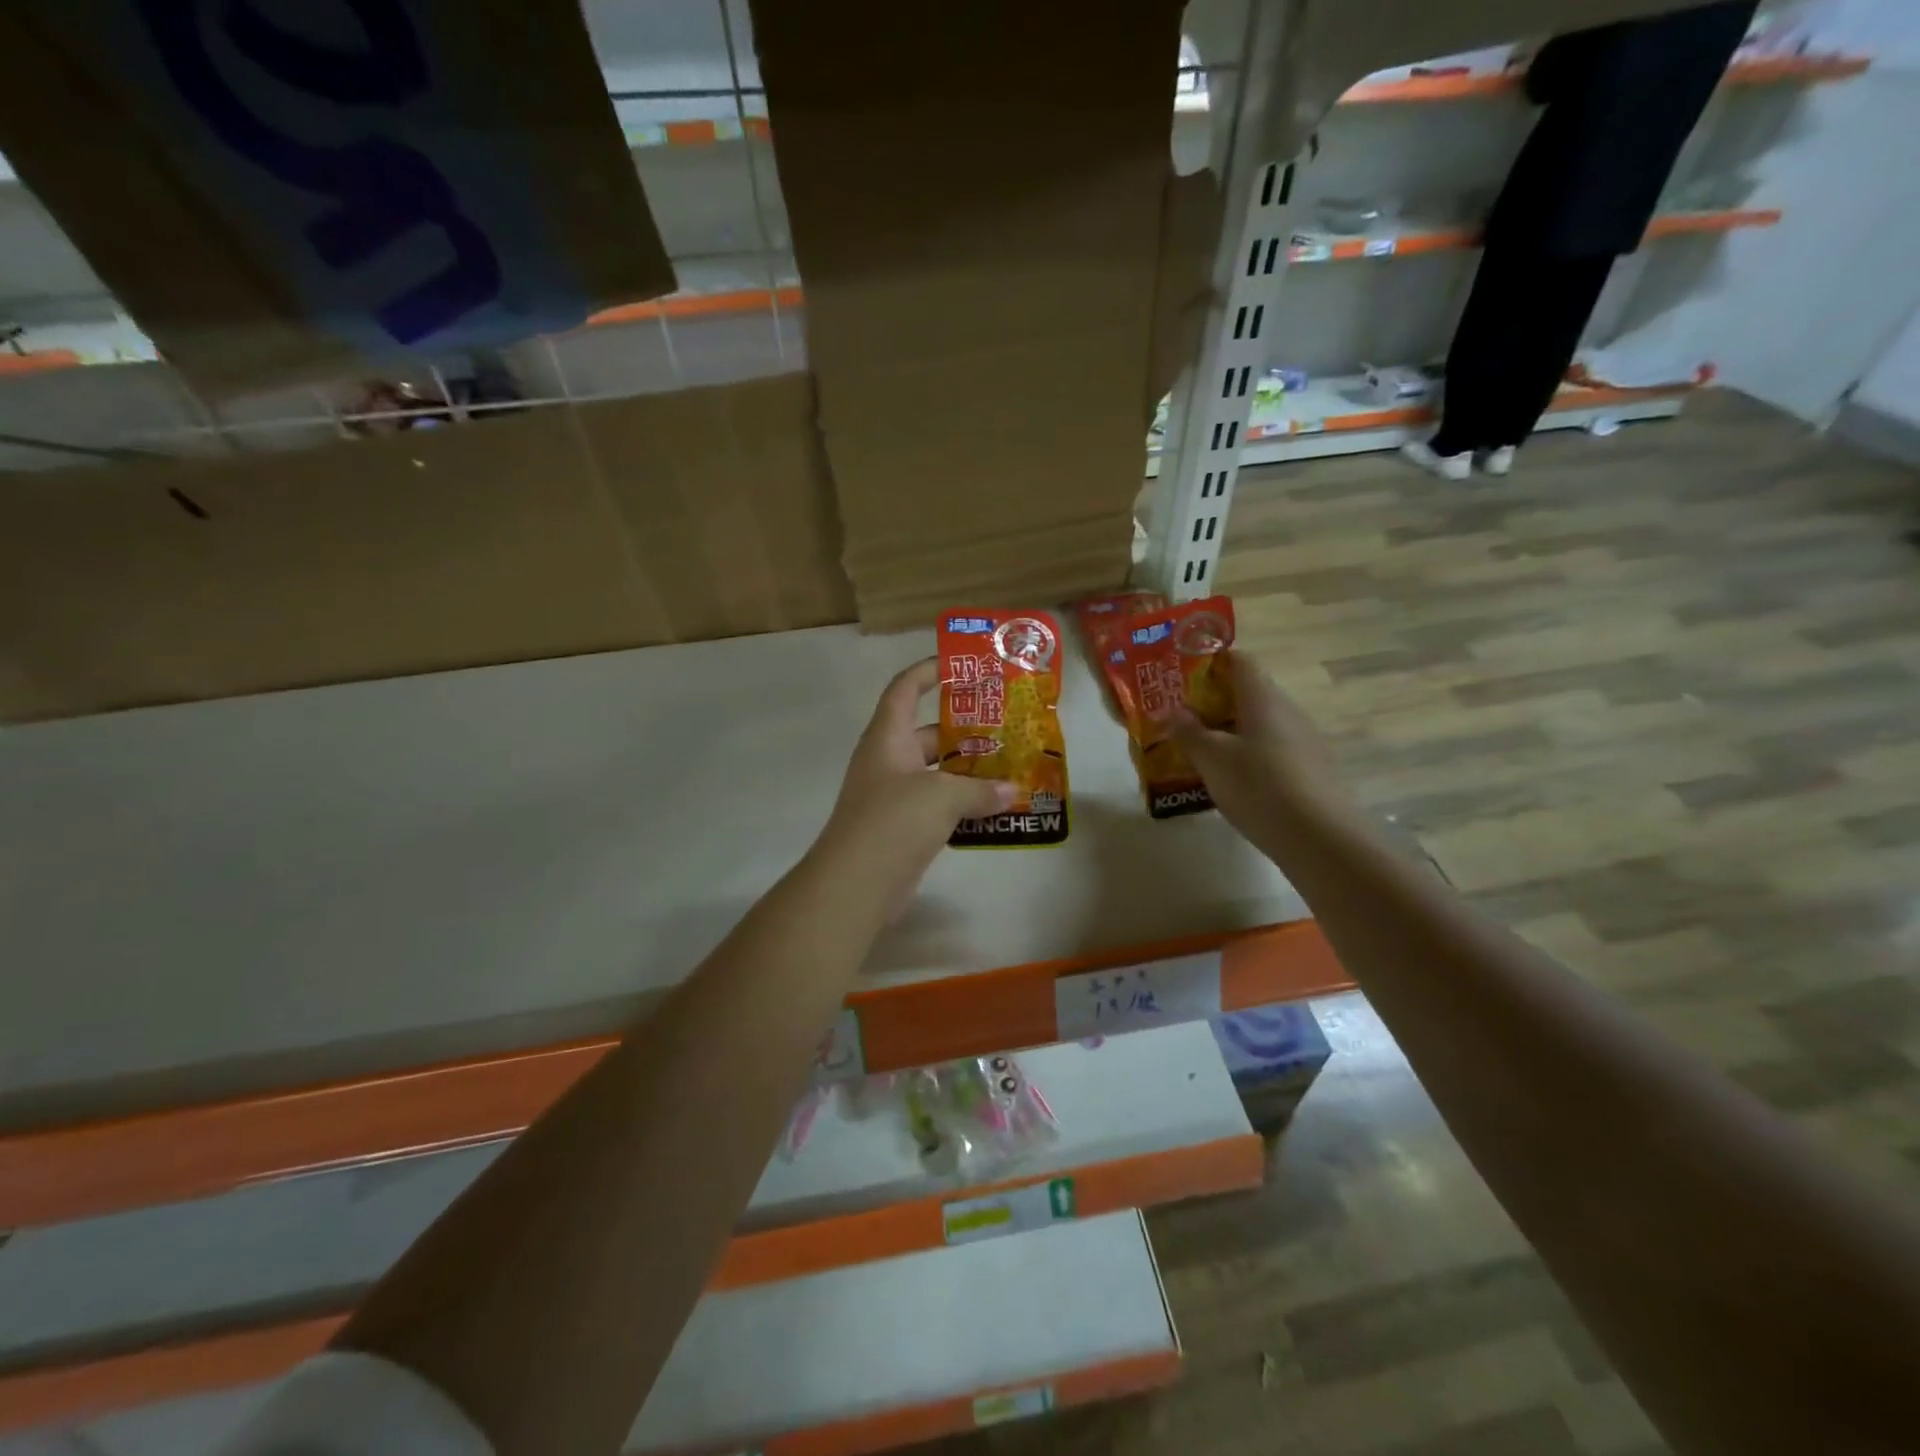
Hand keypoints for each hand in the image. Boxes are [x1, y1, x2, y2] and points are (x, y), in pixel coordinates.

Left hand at [819, 659, 1015, 895]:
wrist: (856, 884)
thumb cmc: (893, 821)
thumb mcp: (941, 796)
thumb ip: (980, 789)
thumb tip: (1011, 791)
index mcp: (888, 737)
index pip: (905, 689)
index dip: (929, 671)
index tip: (962, 666)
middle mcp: (889, 760)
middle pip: (930, 732)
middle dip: (967, 730)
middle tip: (1007, 727)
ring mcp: (895, 796)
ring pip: (938, 772)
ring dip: (970, 770)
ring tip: (1011, 766)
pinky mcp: (904, 827)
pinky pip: (939, 805)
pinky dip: (964, 804)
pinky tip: (997, 808)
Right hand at [1170, 651, 1345, 850]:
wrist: (1315, 836)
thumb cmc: (1257, 785)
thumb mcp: (1211, 758)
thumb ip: (1188, 731)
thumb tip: (1174, 711)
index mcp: (1262, 697)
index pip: (1239, 660)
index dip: (1210, 663)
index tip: (1182, 679)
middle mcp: (1286, 710)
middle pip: (1247, 692)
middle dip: (1213, 702)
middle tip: (1181, 720)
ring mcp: (1301, 740)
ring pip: (1258, 723)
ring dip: (1228, 731)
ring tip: (1198, 751)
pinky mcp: (1307, 768)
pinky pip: (1269, 749)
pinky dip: (1246, 754)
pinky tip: (1228, 779)